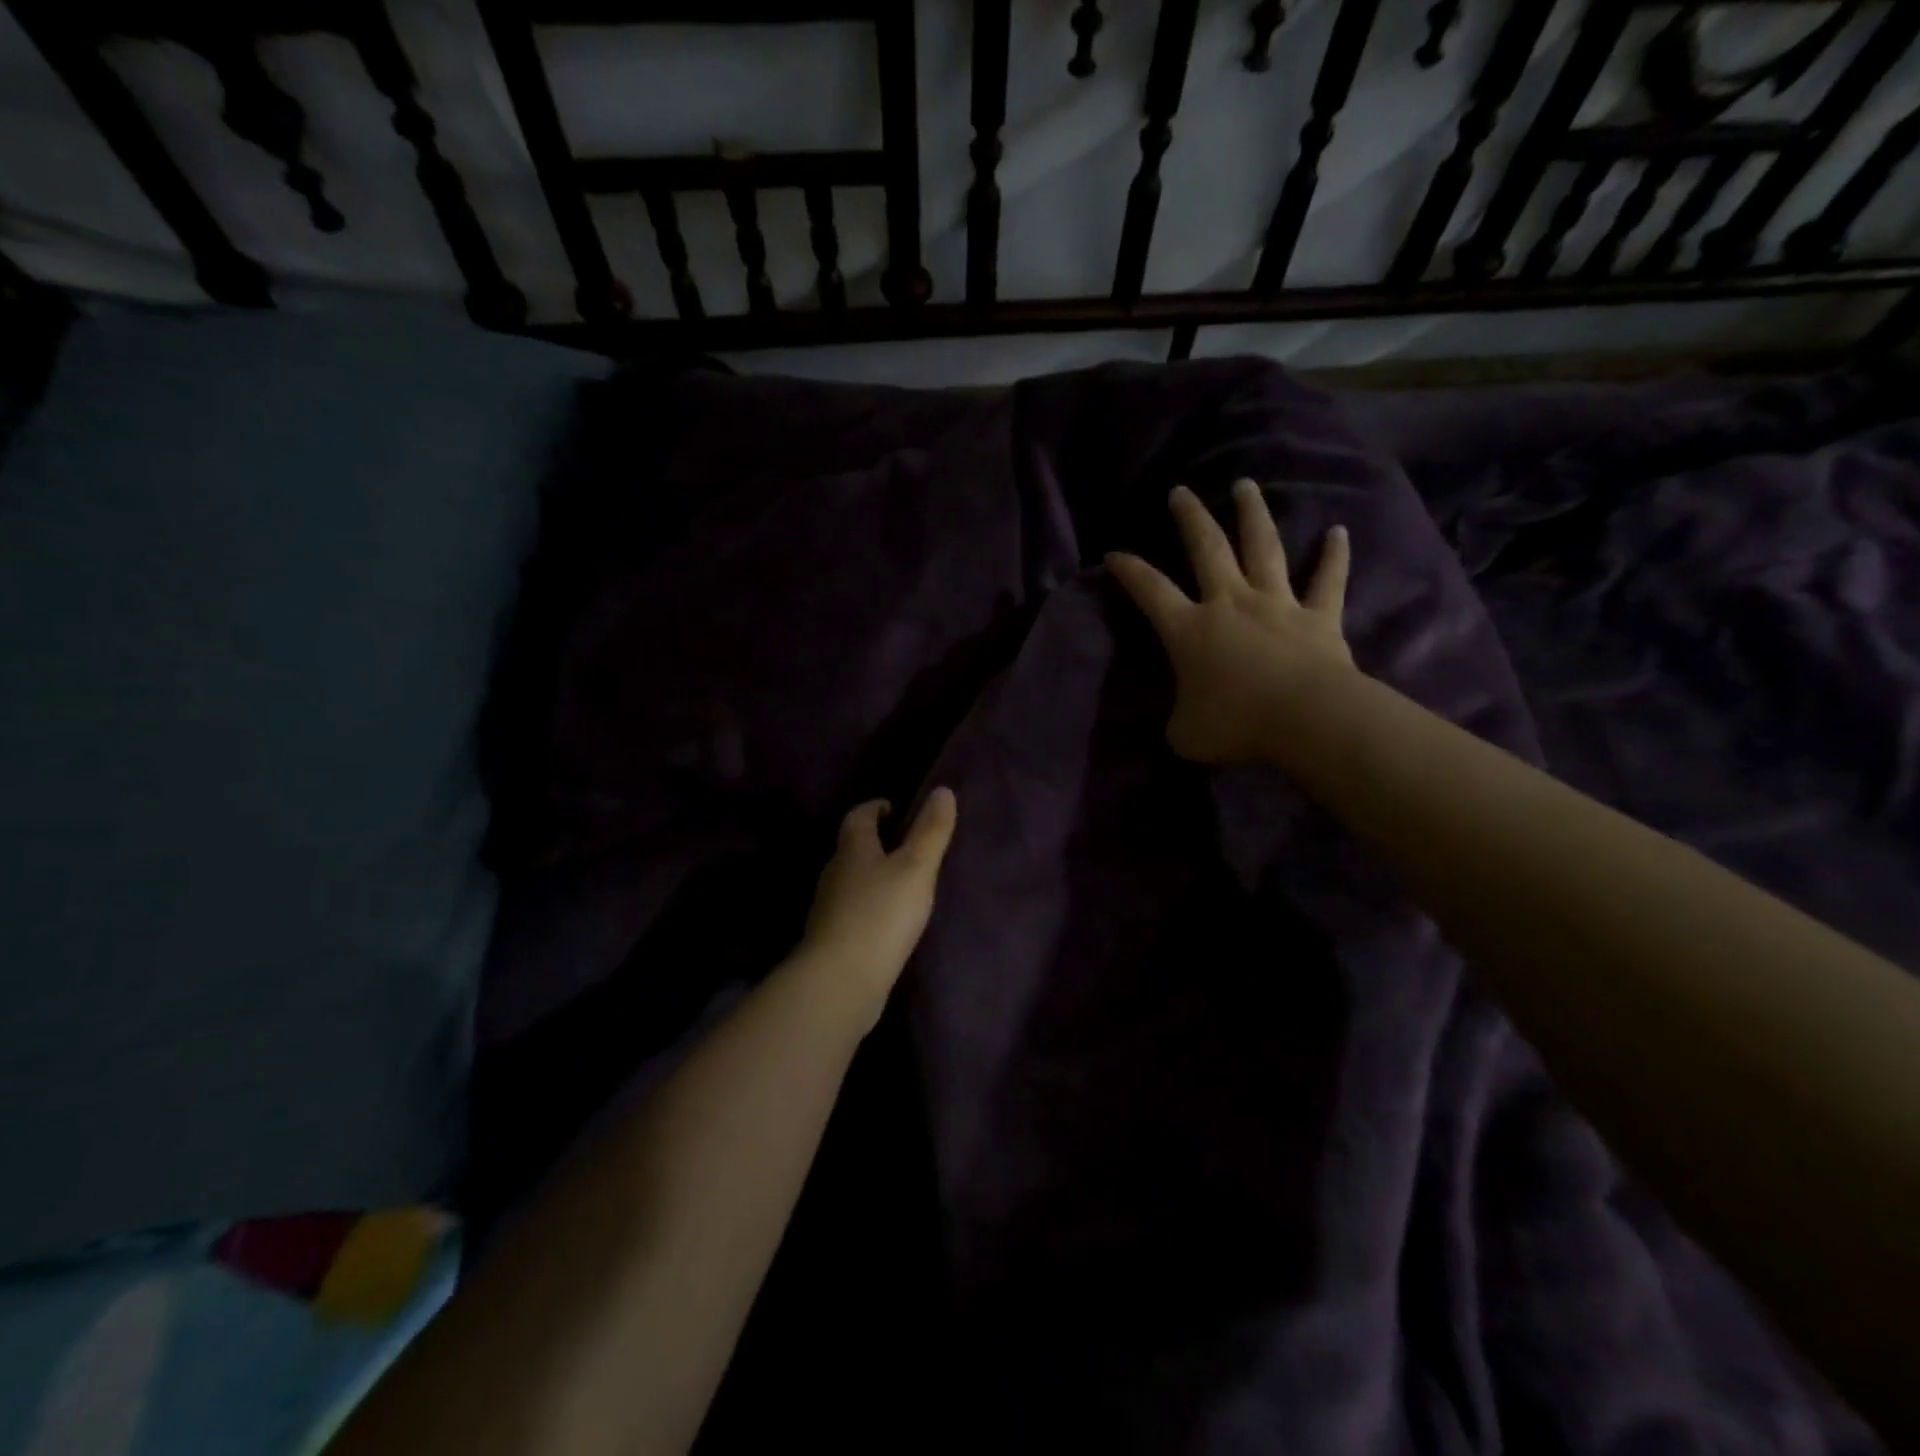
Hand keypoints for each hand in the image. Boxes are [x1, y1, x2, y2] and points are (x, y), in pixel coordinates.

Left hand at [797, 787, 958, 1023]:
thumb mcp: (916, 868)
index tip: (896, 810)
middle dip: (876, 842)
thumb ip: (931, 831)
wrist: (840, 981)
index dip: (876, 808)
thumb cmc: (881, 914)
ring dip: (873, 876)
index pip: (859, 816)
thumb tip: (942, 790)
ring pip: (852, 880)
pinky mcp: (832, 939)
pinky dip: (870, 907)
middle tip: (907, 846)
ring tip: (904, 884)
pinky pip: (853, 911)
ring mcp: (829, 908)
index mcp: (852, 849)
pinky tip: (889, 922)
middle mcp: (835, 873)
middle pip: (853, 848)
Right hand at [1107, 480, 1352, 764]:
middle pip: (1206, 549)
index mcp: (1190, 630)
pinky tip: (1339, 531)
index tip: (1114, 553)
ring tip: (1245, 485)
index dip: (1130, 572)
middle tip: (1180, 491)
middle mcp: (1230, 604)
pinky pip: (1328, 580)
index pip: (1150, 592)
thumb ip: (1178, 720)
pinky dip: (1334, 555)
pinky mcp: (1318, 617)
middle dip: (1190, 518)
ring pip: (1263, 548)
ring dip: (1253, 514)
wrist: (1306, 718)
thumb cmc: (1237, 724)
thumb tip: (1182, 720)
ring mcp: (1276, 604)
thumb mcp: (1186, 735)